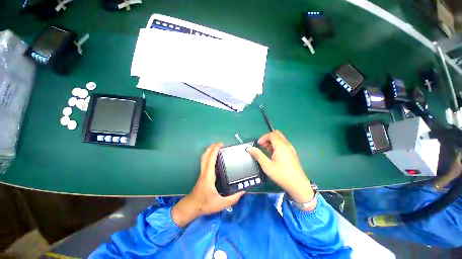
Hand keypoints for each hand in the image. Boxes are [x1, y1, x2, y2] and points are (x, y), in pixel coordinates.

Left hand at [172, 143, 244, 226]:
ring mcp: (202, 173)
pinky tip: (215, 158)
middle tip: (220, 144)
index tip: (220, 145)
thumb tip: (242, 191)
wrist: (192, 207)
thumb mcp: (220, 204)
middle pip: (205, 156)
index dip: (215, 151)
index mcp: (208, 176)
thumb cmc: (205, 204)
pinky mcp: (203, 174)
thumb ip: (233, 199)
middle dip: (211, 148)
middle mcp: (204, 172)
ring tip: (218, 148)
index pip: (210, 160)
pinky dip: (209, 156)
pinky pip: (205, 162)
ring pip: (204, 158)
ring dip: (210, 151)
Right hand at [248, 131, 315, 209]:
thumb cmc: (282, 175)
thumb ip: (258, 155)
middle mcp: (287, 145)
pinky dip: (276, 146)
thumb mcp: (267, 165)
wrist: (298, 185)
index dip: (263, 137)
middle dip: (268, 138)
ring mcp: (290, 149)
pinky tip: (273, 155)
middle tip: (262, 146)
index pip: (272, 134)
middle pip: (277, 135)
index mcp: (281, 146)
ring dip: (272, 142)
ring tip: (266, 151)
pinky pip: (283, 145)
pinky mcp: (292, 154)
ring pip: (280, 140)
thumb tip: (249, 148)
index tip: (258, 144)